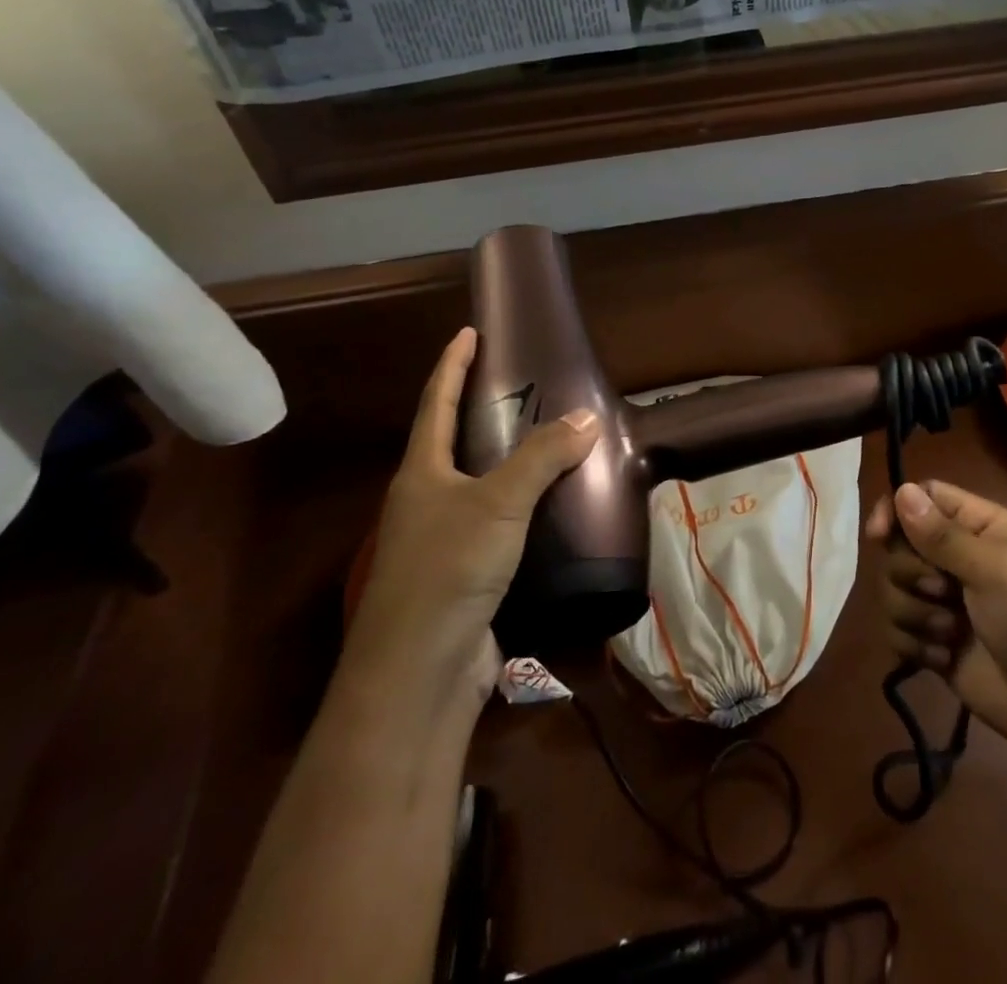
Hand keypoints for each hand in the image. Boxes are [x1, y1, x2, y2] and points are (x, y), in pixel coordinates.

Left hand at [345, 327, 599, 685]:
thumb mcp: (499, 504)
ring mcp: (443, 541)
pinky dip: (526, 509)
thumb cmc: (447, 571)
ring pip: (481, 487)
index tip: (469, 331)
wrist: (419, 675)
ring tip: (554, 440)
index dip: (451, 365)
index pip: (434, 403)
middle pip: (454, 443)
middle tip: (529, 386)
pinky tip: (557, 507)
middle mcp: (426, 501)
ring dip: (511, 463)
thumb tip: (587, 416)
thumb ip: (542, 457)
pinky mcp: (466, 576)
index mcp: (421, 473)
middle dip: (484, 412)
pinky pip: (500, 527)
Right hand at [866, 481, 1006, 759]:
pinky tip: (943, 659)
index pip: (923, 498)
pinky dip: (914, 645)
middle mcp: (956, 558)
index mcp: (979, 528)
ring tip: (949, 634)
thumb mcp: (995, 572)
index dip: (896, 510)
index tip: (879, 535)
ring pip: (892, 589)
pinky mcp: (934, 643)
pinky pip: (896, 630)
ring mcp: (943, 602)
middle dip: (911, 573)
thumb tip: (901, 490)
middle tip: (944, 592)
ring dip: (914, 613)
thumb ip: (942, 535)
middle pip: (899, 545)